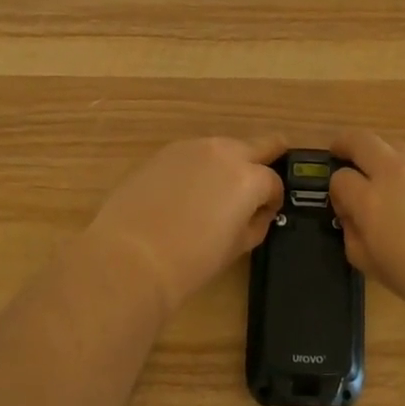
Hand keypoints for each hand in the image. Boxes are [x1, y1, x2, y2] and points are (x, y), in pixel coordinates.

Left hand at [85, 136, 285, 316]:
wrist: (131, 256)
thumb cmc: (191, 260)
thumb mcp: (237, 246)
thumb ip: (256, 222)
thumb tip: (258, 211)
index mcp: (249, 177)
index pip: (273, 181)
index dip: (273, 199)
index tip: (265, 213)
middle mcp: (225, 152)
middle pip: (258, 144)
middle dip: (264, 160)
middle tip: (259, 181)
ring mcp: (193, 147)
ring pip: (224, 147)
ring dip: (229, 163)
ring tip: (216, 192)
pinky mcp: (165, 151)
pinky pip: (194, 154)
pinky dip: (199, 166)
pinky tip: (186, 192)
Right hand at [330, 129, 404, 328]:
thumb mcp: (379, 271)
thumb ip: (355, 240)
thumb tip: (351, 219)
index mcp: (372, 200)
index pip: (340, 179)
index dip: (336, 191)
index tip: (343, 205)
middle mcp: (396, 172)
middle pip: (361, 140)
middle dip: (346, 144)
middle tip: (342, 153)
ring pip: (396, 146)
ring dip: (384, 157)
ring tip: (391, 180)